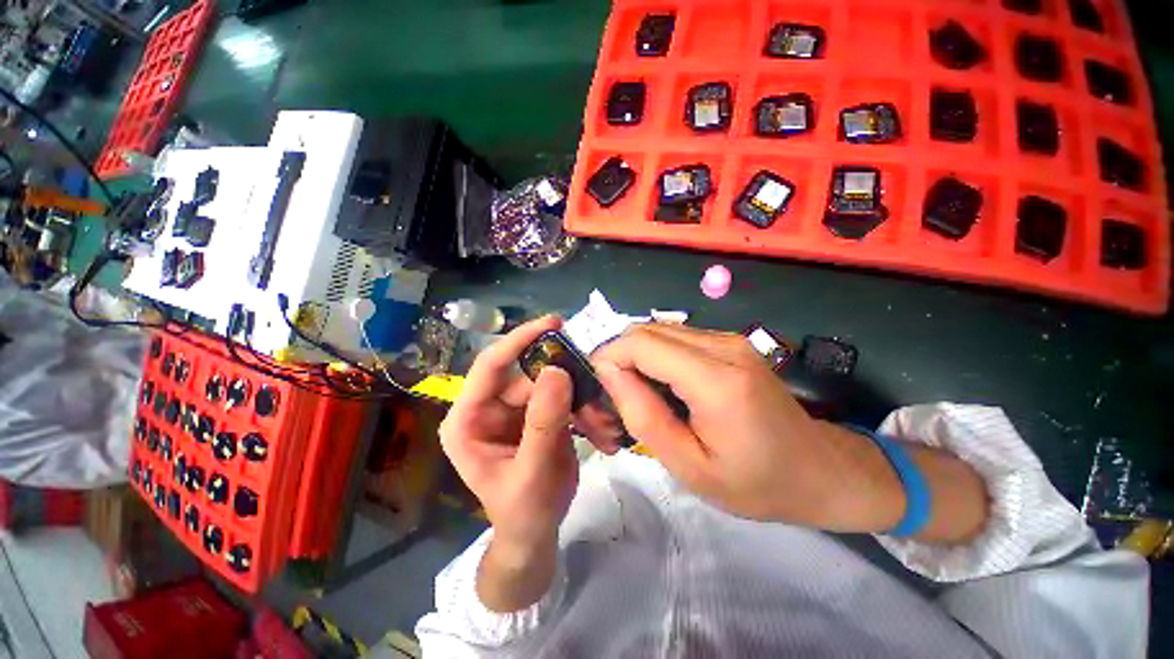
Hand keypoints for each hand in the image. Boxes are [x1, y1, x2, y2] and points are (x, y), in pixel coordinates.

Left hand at [439, 315, 579, 550]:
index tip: (553, 323)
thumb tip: (558, 371)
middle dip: (566, 380)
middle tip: (597, 381)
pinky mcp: (537, 415)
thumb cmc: (524, 511)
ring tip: (604, 421)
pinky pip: (562, 399)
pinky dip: (584, 410)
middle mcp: (488, 407)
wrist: (536, 535)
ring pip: (551, 385)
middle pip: (529, 374)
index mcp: (468, 419)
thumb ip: (543, 422)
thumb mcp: (533, 471)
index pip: (490, 365)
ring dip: (580, 399)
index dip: (519, 340)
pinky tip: (602, 429)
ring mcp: (515, 410)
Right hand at [591, 324, 906, 530]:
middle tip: (614, 394)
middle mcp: (723, 345)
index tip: (599, 388)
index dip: (609, 357)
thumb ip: (643, 416)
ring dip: (636, 356)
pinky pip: (676, 337)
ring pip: (659, 330)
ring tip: (635, 392)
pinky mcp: (730, 342)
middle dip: (618, 356)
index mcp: (717, 380)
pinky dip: (656, 356)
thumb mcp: (688, 466)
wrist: (820, 470)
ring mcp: (729, 339)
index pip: (641, 343)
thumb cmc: (756, 482)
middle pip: (647, 330)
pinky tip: (661, 385)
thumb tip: (609, 371)